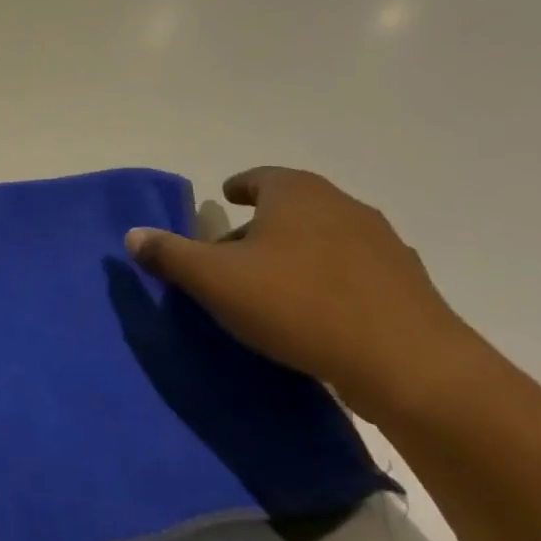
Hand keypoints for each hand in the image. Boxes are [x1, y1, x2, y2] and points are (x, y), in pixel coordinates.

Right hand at [125, 167, 478, 421]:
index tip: (224, 201)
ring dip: (295, 253)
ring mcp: (382, 243)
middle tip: (232, 256)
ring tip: (271, 286)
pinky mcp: (406, 283)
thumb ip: (170, 254)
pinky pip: (351, 271)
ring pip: (323, 238)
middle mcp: (342, 205)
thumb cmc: (297, 304)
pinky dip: (327, 280)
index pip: (260, 177)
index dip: (238, 187)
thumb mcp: (215, 280)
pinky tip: (314, 313)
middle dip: (260, 226)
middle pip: (291, 207)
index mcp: (297, 193)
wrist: (408, 363)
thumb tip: (133, 235)